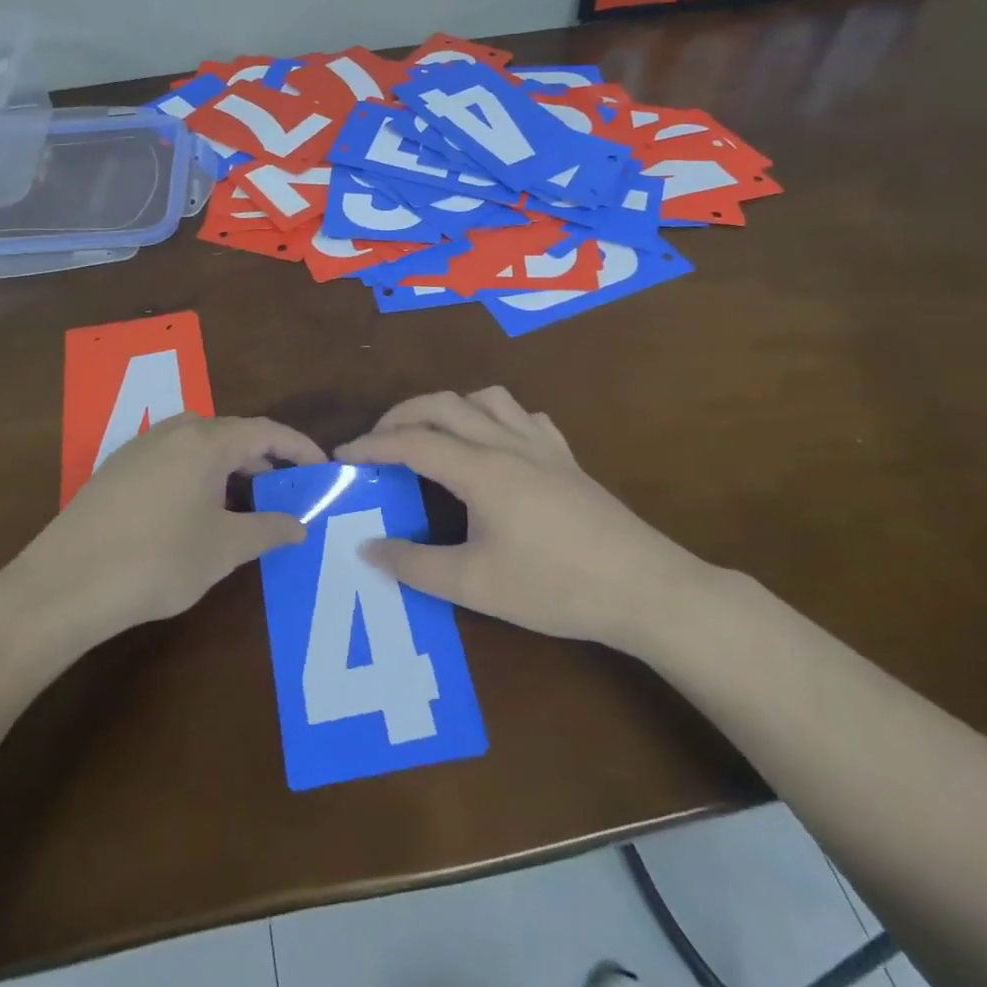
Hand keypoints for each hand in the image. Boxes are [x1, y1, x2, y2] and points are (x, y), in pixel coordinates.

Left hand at [2, 413, 325, 649]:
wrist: (64, 584)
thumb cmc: (158, 561)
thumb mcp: (224, 548)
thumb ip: (268, 529)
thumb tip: (300, 524)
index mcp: (206, 441)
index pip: (266, 431)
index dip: (299, 447)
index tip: (323, 466)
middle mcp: (174, 430)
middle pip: (232, 433)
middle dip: (264, 458)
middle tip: (285, 489)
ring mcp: (140, 446)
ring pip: (199, 444)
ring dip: (228, 466)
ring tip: (242, 501)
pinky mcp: (116, 468)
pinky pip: (172, 457)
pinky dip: (197, 473)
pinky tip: (194, 510)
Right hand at [334, 388, 710, 652]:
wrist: (645, 587)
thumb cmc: (555, 587)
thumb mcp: (475, 585)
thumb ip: (415, 565)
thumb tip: (367, 547)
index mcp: (480, 469)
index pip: (411, 441)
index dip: (371, 445)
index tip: (342, 456)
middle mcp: (506, 443)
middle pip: (442, 404)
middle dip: (400, 415)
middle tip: (376, 443)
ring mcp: (542, 445)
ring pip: (486, 399)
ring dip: (449, 407)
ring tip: (433, 436)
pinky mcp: (566, 457)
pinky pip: (524, 416)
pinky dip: (495, 418)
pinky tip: (496, 446)